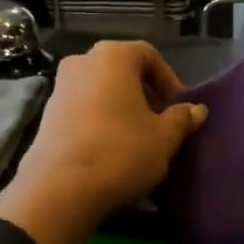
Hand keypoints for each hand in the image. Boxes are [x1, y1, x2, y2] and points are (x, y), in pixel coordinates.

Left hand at [0, 41, 205, 243]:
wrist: (60, 189)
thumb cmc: (121, 151)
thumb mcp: (163, 137)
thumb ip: (181, 119)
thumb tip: (197, 109)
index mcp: (113, 56)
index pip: (148, 55)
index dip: (168, 79)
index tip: (179, 107)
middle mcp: (82, 61)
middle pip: (122, 70)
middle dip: (144, 93)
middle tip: (160, 121)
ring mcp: (60, 87)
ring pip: (100, 89)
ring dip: (121, 107)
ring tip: (137, 138)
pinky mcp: (46, 114)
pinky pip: (82, 108)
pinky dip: (99, 120)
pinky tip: (110, 149)